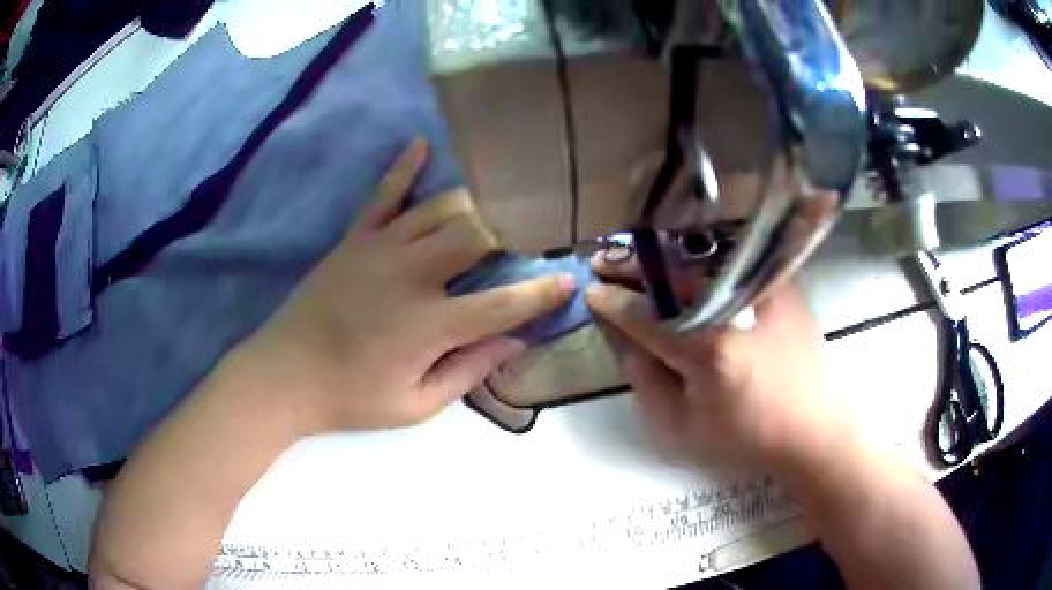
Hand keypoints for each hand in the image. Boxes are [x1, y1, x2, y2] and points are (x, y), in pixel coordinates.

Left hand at [240, 139, 574, 432]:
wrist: (284, 375)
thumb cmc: (351, 397)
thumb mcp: (415, 406)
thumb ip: (467, 372)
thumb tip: (513, 341)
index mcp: (429, 325)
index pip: (503, 303)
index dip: (542, 292)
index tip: (570, 280)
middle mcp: (411, 275)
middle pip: (478, 235)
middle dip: (514, 232)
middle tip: (533, 234)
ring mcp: (380, 249)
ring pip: (442, 207)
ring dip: (475, 205)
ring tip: (496, 207)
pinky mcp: (355, 238)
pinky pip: (385, 193)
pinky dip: (405, 167)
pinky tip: (422, 144)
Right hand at [586, 259, 849, 474]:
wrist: (814, 430)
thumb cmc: (748, 438)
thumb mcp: (682, 428)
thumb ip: (647, 381)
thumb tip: (627, 341)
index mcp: (708, 349)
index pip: (647, 316)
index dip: (614, 302)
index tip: (592, 291)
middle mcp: (735, 309)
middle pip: (673, 275)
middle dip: (634, 266)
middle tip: (606, 261)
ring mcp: (763, 291)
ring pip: (703, 261)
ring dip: (665, 258)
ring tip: (640, 259)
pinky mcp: (782, 287)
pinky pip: (735, 262)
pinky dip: (704, 258)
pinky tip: (687, 261)